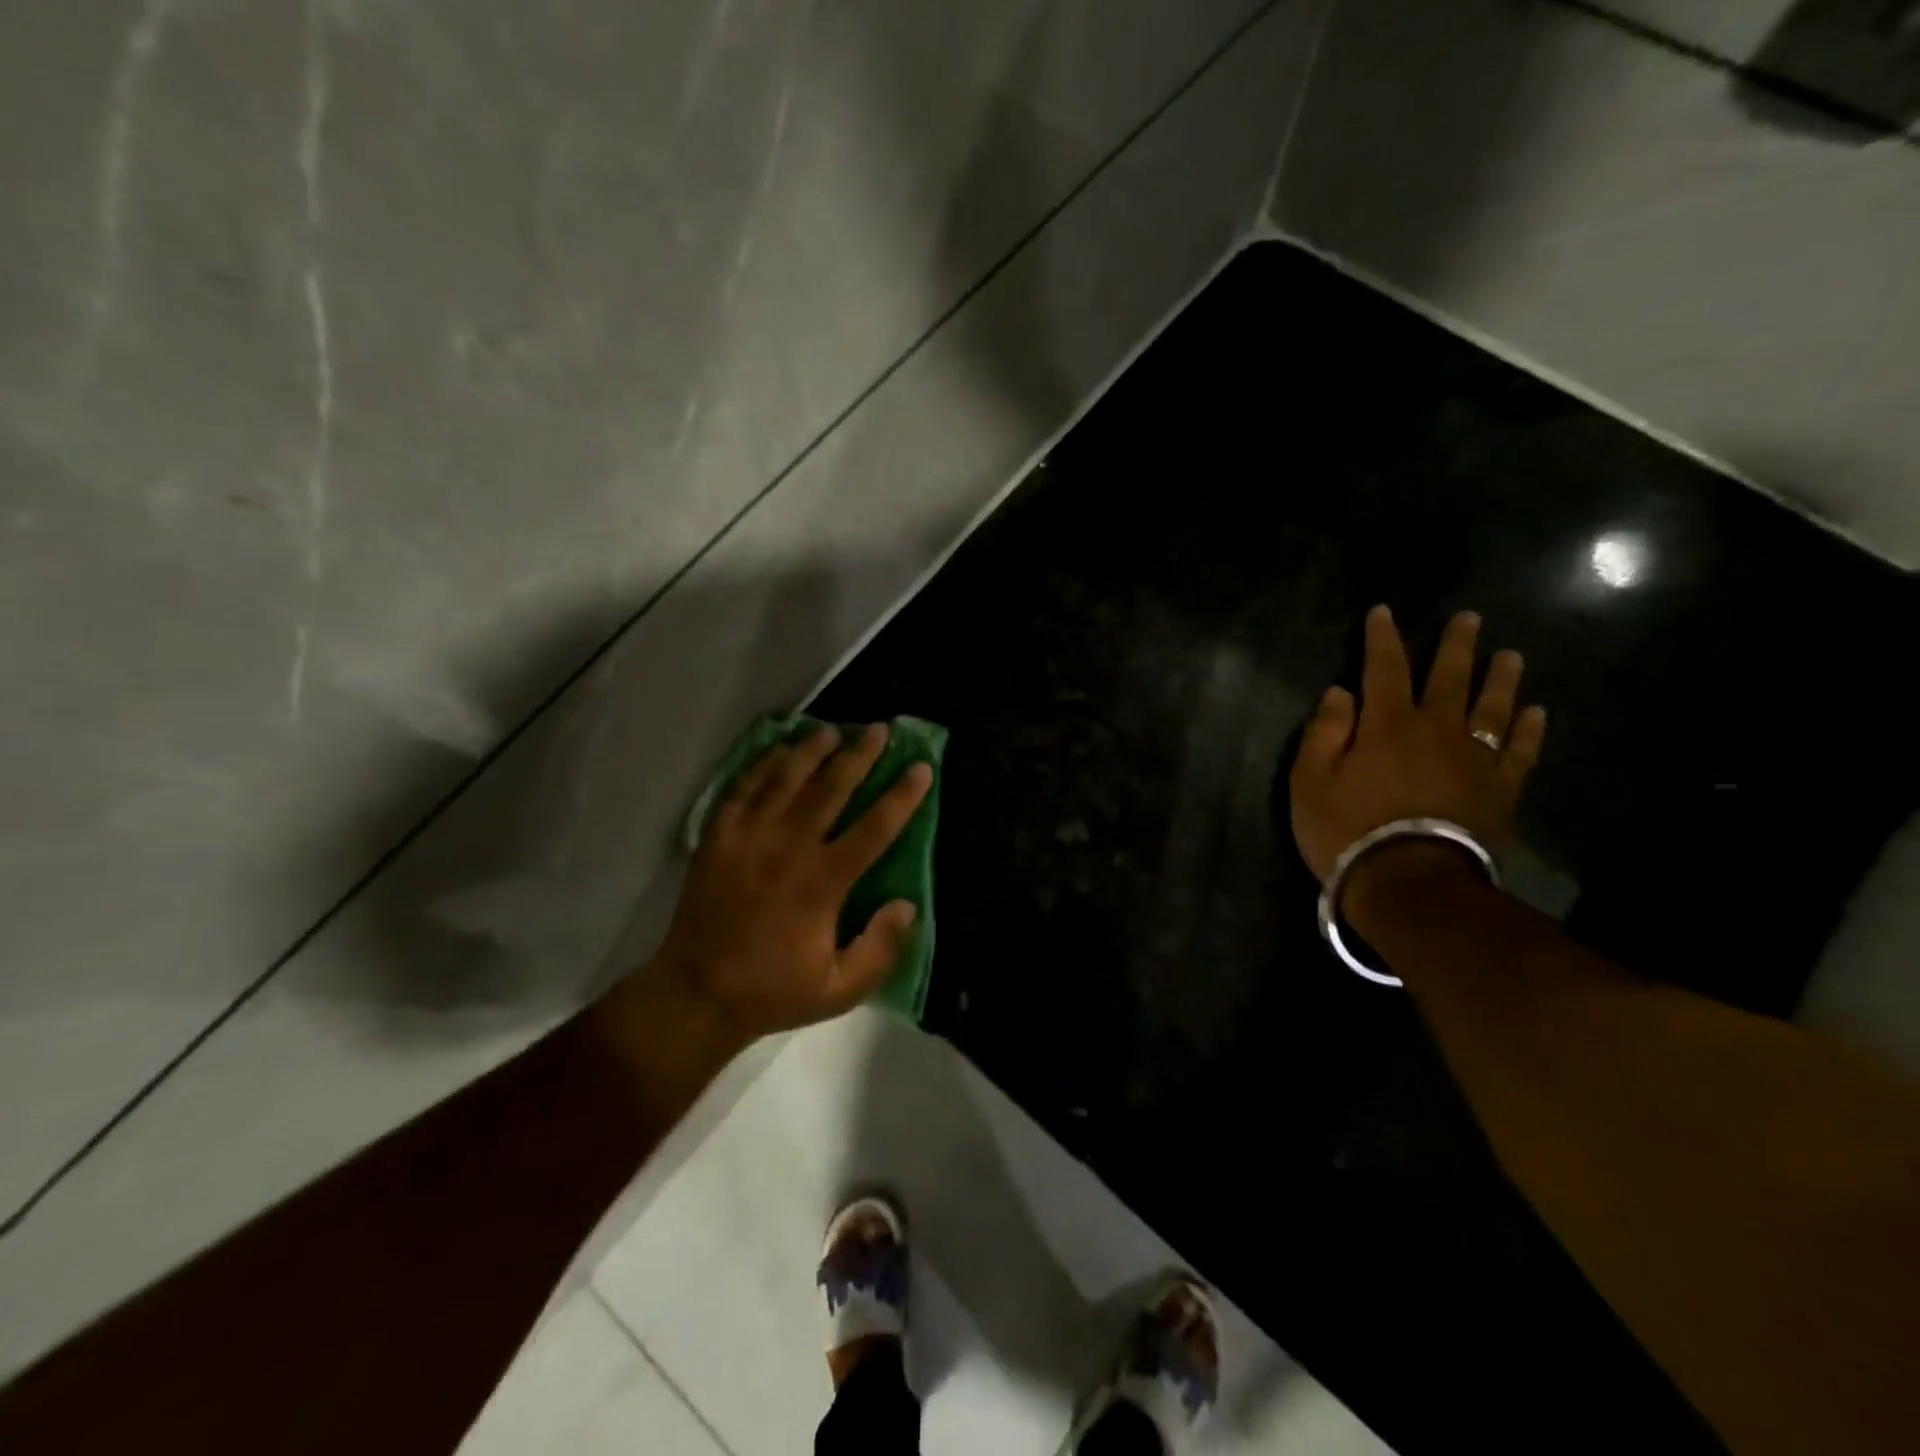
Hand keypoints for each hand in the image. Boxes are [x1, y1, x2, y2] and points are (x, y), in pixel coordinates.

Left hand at [651, 722, 932, 1040]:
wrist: (696, 993)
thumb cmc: (773, 990)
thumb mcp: (839, 989)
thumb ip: (880, 949)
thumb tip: (906, 904)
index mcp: (821, 883)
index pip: (873, 828)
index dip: (901, 796)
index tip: (921, 768)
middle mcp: (787, 849)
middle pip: (831, 788)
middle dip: (859, 755)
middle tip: (878, 729)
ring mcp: (748, 838)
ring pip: (785, 779)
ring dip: (811, 750)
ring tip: (831, 730)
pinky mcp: (717, 838)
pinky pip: (742, 788)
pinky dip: (762, 765)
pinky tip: (777, 750)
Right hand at [1290, 606, 1546, 883]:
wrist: (1409, 884)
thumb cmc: (1347, 830)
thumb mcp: (1310, 781)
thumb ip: (1324, 732)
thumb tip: (1341, 692)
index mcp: (1386, 724)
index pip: (1384, 668)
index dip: (1383, 638)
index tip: (1384, 611)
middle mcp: (1436, 730)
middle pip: (1449, 678)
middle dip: (1456, 646)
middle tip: (1470, 618)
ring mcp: (1474, 759)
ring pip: (1492, 708)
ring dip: (1501, 678)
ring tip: (1511, 655)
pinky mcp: (1500, 790)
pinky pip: (1520, 752)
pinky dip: (1530, 730)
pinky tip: (1537, 712)